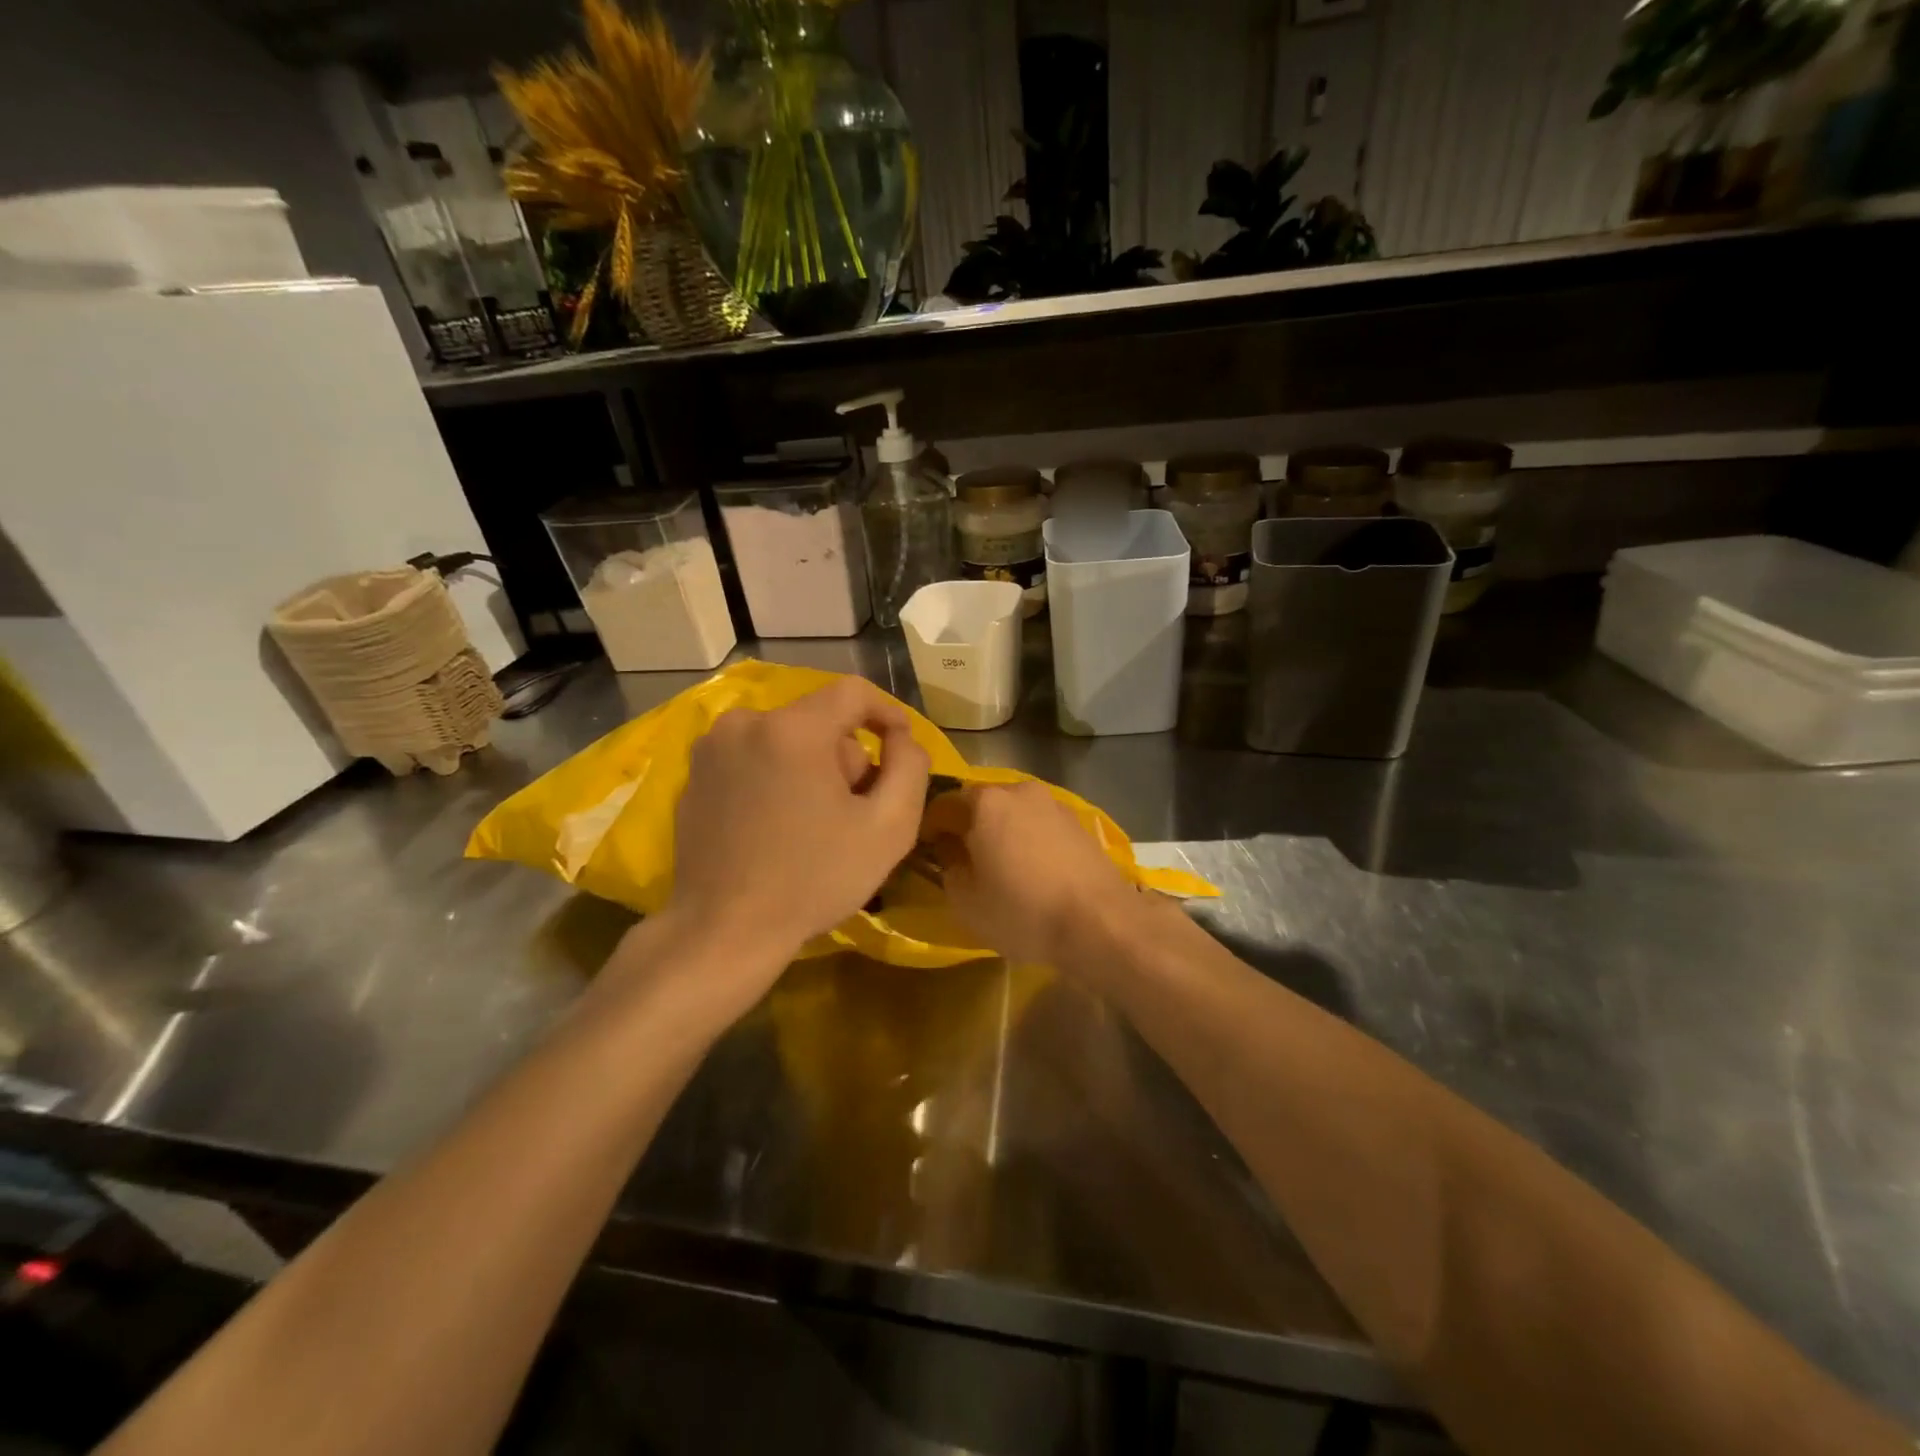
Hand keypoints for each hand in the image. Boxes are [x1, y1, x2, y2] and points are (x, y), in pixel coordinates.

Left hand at [666, 677, 930, 966]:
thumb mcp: (889, 828)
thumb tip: (903, 738)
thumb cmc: (813, 880)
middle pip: (819, 720)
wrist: (723, 931)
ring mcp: (711, 748)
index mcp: (792, 729)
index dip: (887, 714)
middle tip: (854, 810)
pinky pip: (753, 758)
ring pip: (786, 738)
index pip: (854, 692)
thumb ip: (910, 768)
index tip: (902, 749)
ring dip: (810, 767)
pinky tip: (777, 827)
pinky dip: (774, 778)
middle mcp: (745, 722)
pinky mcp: (694, 775)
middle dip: (845, 757)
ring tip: (815, 823)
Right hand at [926, 781, 1143, 966]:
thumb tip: (950, 848)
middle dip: (967, 826)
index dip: (928, 828)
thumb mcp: (966, 900)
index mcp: (985, 802)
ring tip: (1000, 865)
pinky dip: (1028, 839)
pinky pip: (1039, 824)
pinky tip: (1032, 869)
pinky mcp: (1078, 821)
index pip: (941, 805)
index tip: (926, 852)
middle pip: (980, 803)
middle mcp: (1018, 790)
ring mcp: (1053, 803)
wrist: (1100, 922)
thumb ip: (948, 866)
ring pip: (1013, 812)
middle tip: (962, 859)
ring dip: (1000, 831)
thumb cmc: (1022, 911)